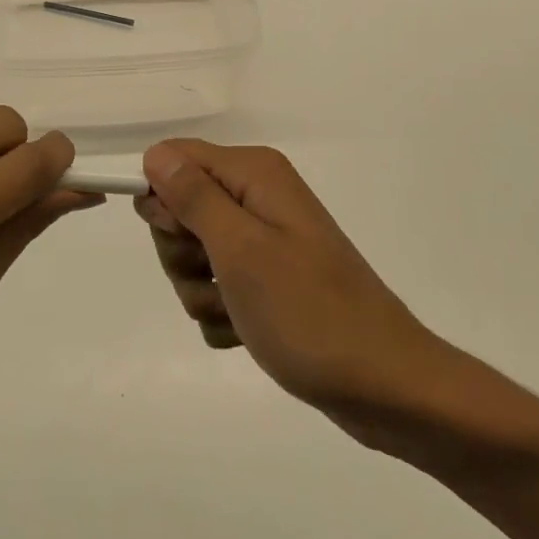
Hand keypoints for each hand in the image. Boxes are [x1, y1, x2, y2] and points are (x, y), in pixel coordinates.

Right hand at [136, 140, 449, 431]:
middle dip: (183, 253)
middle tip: (214, 278)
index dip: (162, 199)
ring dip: (201, 291)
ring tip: (238, 313)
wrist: (383, 384)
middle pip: (180, 210)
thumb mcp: (240, 250)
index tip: (179, 237)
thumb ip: (193, 197)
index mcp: (255, 175)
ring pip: (194, 256)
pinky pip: (217, 290)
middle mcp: (258, 197)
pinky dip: (223, 315)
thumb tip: (155, 153)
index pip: (176, 159)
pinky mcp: (269, 282)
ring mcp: (265, 242)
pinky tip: (248, 333)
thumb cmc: (308, 312)